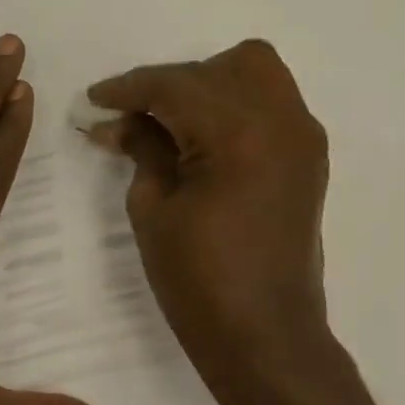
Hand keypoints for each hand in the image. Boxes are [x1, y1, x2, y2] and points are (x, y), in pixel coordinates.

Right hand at [88, 40, 334, 404]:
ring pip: (255, 74)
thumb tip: (118, 120)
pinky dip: (234, 107)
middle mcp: (281, 120)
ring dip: (208, 86)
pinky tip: (203, 140)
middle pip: (221, 68)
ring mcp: (303, 138)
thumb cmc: (199, 279)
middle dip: (170, 84)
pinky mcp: (309, 158)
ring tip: (171, 124)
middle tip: (134, 118)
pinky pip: (271, 104)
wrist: (266, 337)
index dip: (129, 88)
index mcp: (238, 132)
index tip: (95, 100)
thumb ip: (142, 149)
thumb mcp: (153, 208)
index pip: (176, 85)